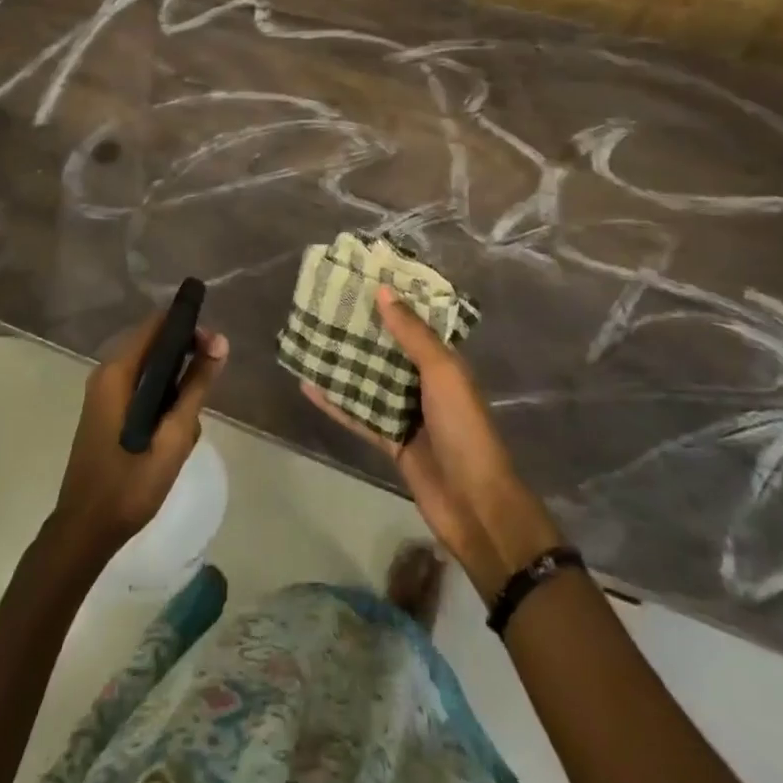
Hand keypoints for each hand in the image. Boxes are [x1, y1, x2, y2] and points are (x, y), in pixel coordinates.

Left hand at [51, 311, 229, 561]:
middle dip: (186, 359)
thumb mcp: (173, 437)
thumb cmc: (129, 485)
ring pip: (150, 370)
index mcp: (117, 373)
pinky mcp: (106, 411)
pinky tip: (173, 432)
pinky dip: (161, 400)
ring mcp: (103, 393)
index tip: (215, 347)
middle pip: (154, 345)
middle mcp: (106, 374)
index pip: (157, 325)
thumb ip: (196, 387)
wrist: (85, 531)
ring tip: (188, 424)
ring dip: (175, 386)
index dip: (188, 327)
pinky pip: (141, 388)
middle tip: (210, 385)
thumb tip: (220, 342)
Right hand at [301, 287, 562, 600]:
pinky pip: (358, 414)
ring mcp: (406, 412)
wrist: (474, 504)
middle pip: (388, 349)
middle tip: (325, 305)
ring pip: (369, 380)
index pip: (415, 322)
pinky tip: (308, 386)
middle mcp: (424, 383)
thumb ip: (413, 335)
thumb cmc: (464, 429)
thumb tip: (383, 291)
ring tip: (310, 338)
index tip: (360, 277)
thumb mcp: (443, 373)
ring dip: (344, 363)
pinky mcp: (389, 440)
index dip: (392, 301)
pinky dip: (336, 402)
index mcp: (444, 362)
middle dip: (362, 330)